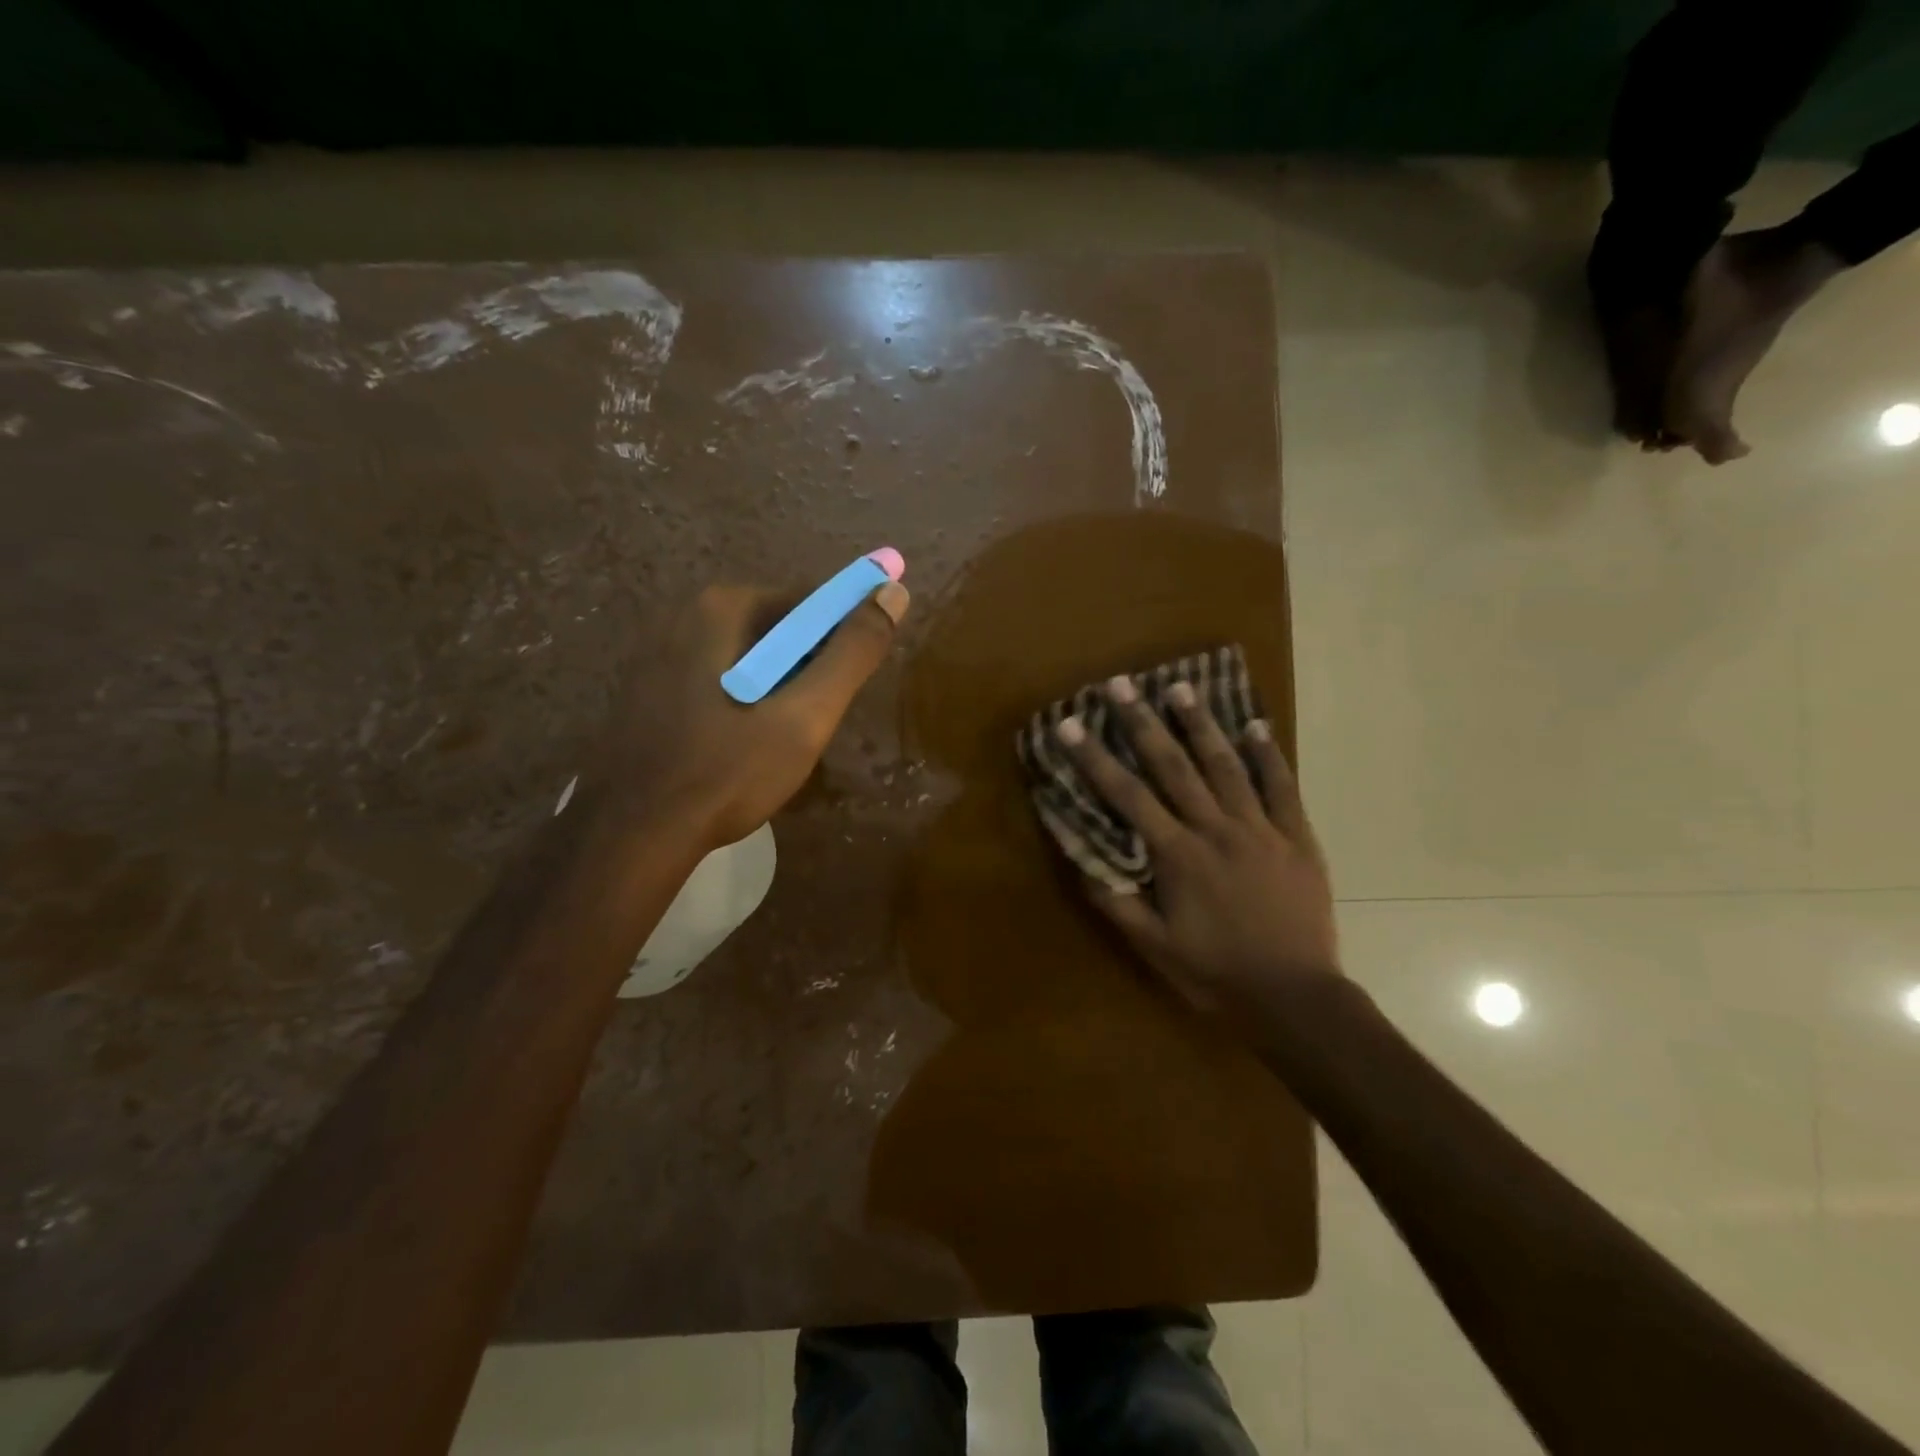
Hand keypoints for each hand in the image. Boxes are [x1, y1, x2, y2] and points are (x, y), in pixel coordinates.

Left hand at [587, 580, 909, 849]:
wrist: (634, 835)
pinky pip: (716, 679)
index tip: (844, 691)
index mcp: (722, 607)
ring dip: (776, 688)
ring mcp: (657, 652)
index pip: (809, 602)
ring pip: (747, 658)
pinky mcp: (646, 688)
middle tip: (811, 724)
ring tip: (778, 742)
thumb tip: (894, 592)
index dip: (841, 641)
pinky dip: (742, 700)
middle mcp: (683, 614)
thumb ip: (853, 653)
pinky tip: (739, 746)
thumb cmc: (728, 771)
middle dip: (805, 670)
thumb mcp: (806, 715)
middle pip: (776, 629)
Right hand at [1055, 676, 1338, 1017]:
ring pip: (1226, 766)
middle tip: (1120, 684)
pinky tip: (1256, 724)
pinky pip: (1283, 788)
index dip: (1096, 758)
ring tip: (1180, 686)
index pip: (1127, 796)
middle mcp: (1215, 830)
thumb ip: (1117, 903)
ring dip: (1200, 724)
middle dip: (1142, 723)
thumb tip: (1081, 860)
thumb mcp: (1155, 947)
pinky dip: (1269, 755)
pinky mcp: (1296, 838)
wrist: (1295, 997)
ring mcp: (1260, 829)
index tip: (1072, 724)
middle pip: (1173, 766)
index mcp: (1177, 855)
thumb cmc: (1217, 973)